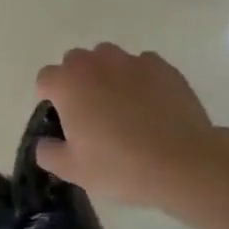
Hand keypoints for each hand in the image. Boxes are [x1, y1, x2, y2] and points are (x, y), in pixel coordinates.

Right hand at [34, 44, 221, 208]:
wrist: (184, 164)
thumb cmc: (120, 166)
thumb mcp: (73, 170)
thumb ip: (48, 153)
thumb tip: (44, 142)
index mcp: (67, 83)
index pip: (46, 78)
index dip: (50, 97)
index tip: (62, 119)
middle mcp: (95, 63)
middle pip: (75, 62)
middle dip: (77, 80)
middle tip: (91, 113)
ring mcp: (130, 61)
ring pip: (108, 58)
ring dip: (107, 74)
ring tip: (122, 105)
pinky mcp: (162, 67)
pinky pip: (142, 65)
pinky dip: (140, 79)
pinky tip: (151, 105)